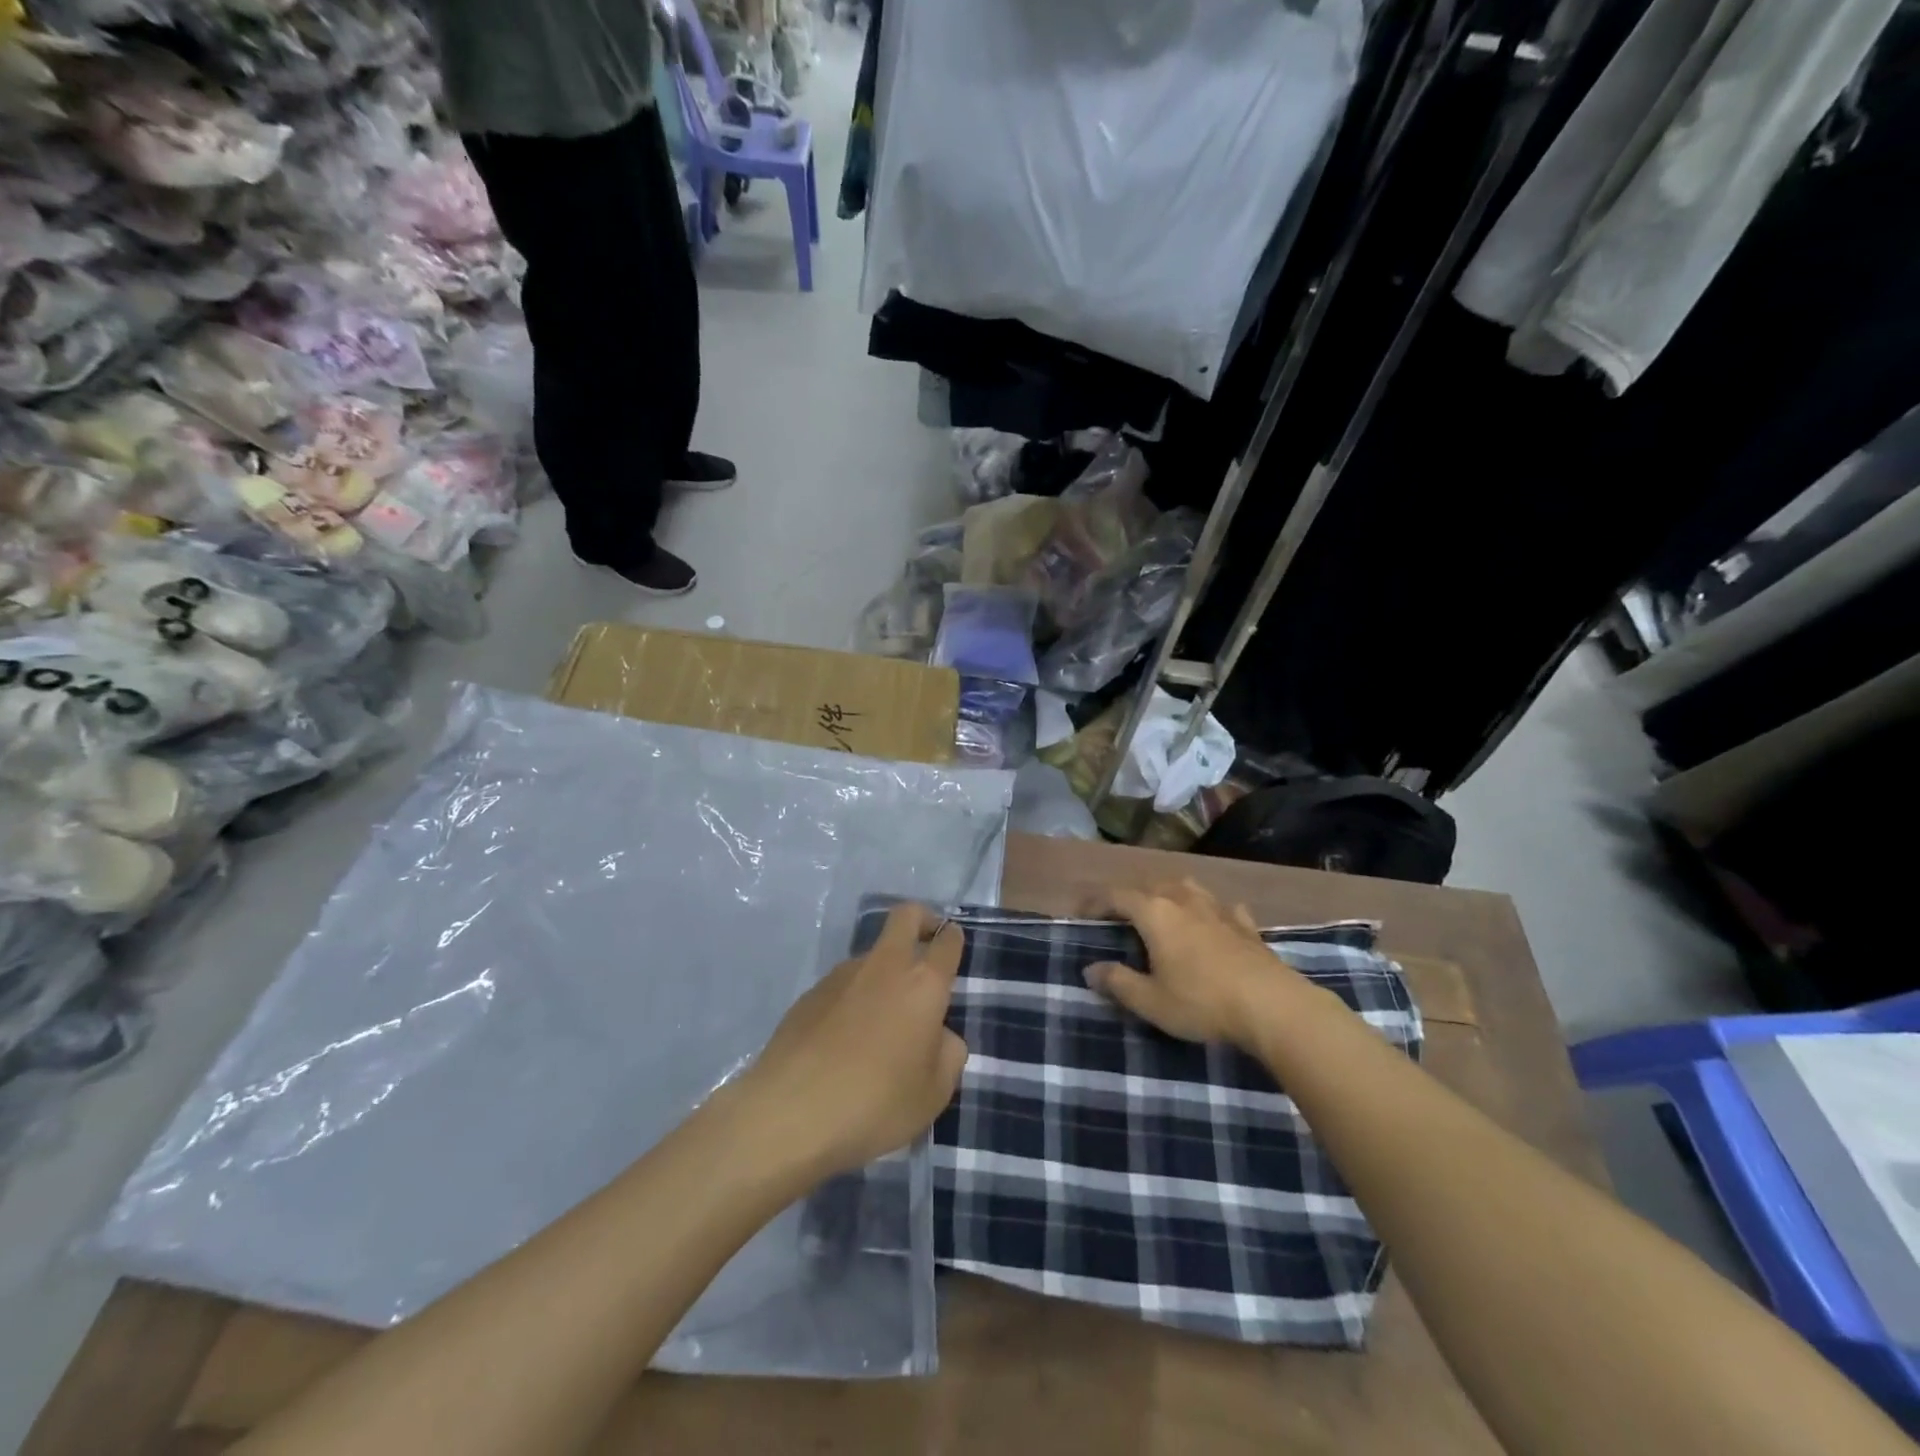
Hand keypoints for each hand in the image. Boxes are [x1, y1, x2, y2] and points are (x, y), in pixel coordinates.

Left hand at [738, 903, 968, 1179]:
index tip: (954, 947)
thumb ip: (948, 1053)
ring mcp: (841, 975)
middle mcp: (884, 966)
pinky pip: (843, 986)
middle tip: (926, 947)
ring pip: (872, 955)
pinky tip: (844, 1043)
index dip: (954, 939)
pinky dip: (852, 1000)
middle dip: (922, 920)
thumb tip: (938, 1035)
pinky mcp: (809, 994)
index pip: (946, 940)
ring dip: (884, 972)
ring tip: (880, 1026)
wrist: (791, 1113)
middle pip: (906, 916)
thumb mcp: (934, 1093)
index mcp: (922, 984)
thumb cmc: (876, 1103)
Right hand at [1084, 879, 1299, 1049]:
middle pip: (1151, 885)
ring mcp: (1219, 909)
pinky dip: (1210, 910)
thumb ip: (1118, 982)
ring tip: (1163, 908)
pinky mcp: (1246, 925)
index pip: (1116, 896)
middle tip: (1119, 914)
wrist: (1273, 1007)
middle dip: (1131, 895)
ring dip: (1169, 893)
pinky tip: (1214, 920)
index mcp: (1155, 913)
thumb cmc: (1202, 1002)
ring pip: (1187, 887)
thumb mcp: (1151, 1001)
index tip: (1081, 913)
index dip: (1096, 902)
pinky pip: (1222, 907)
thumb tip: (1090, 969)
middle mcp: (1184, 900)